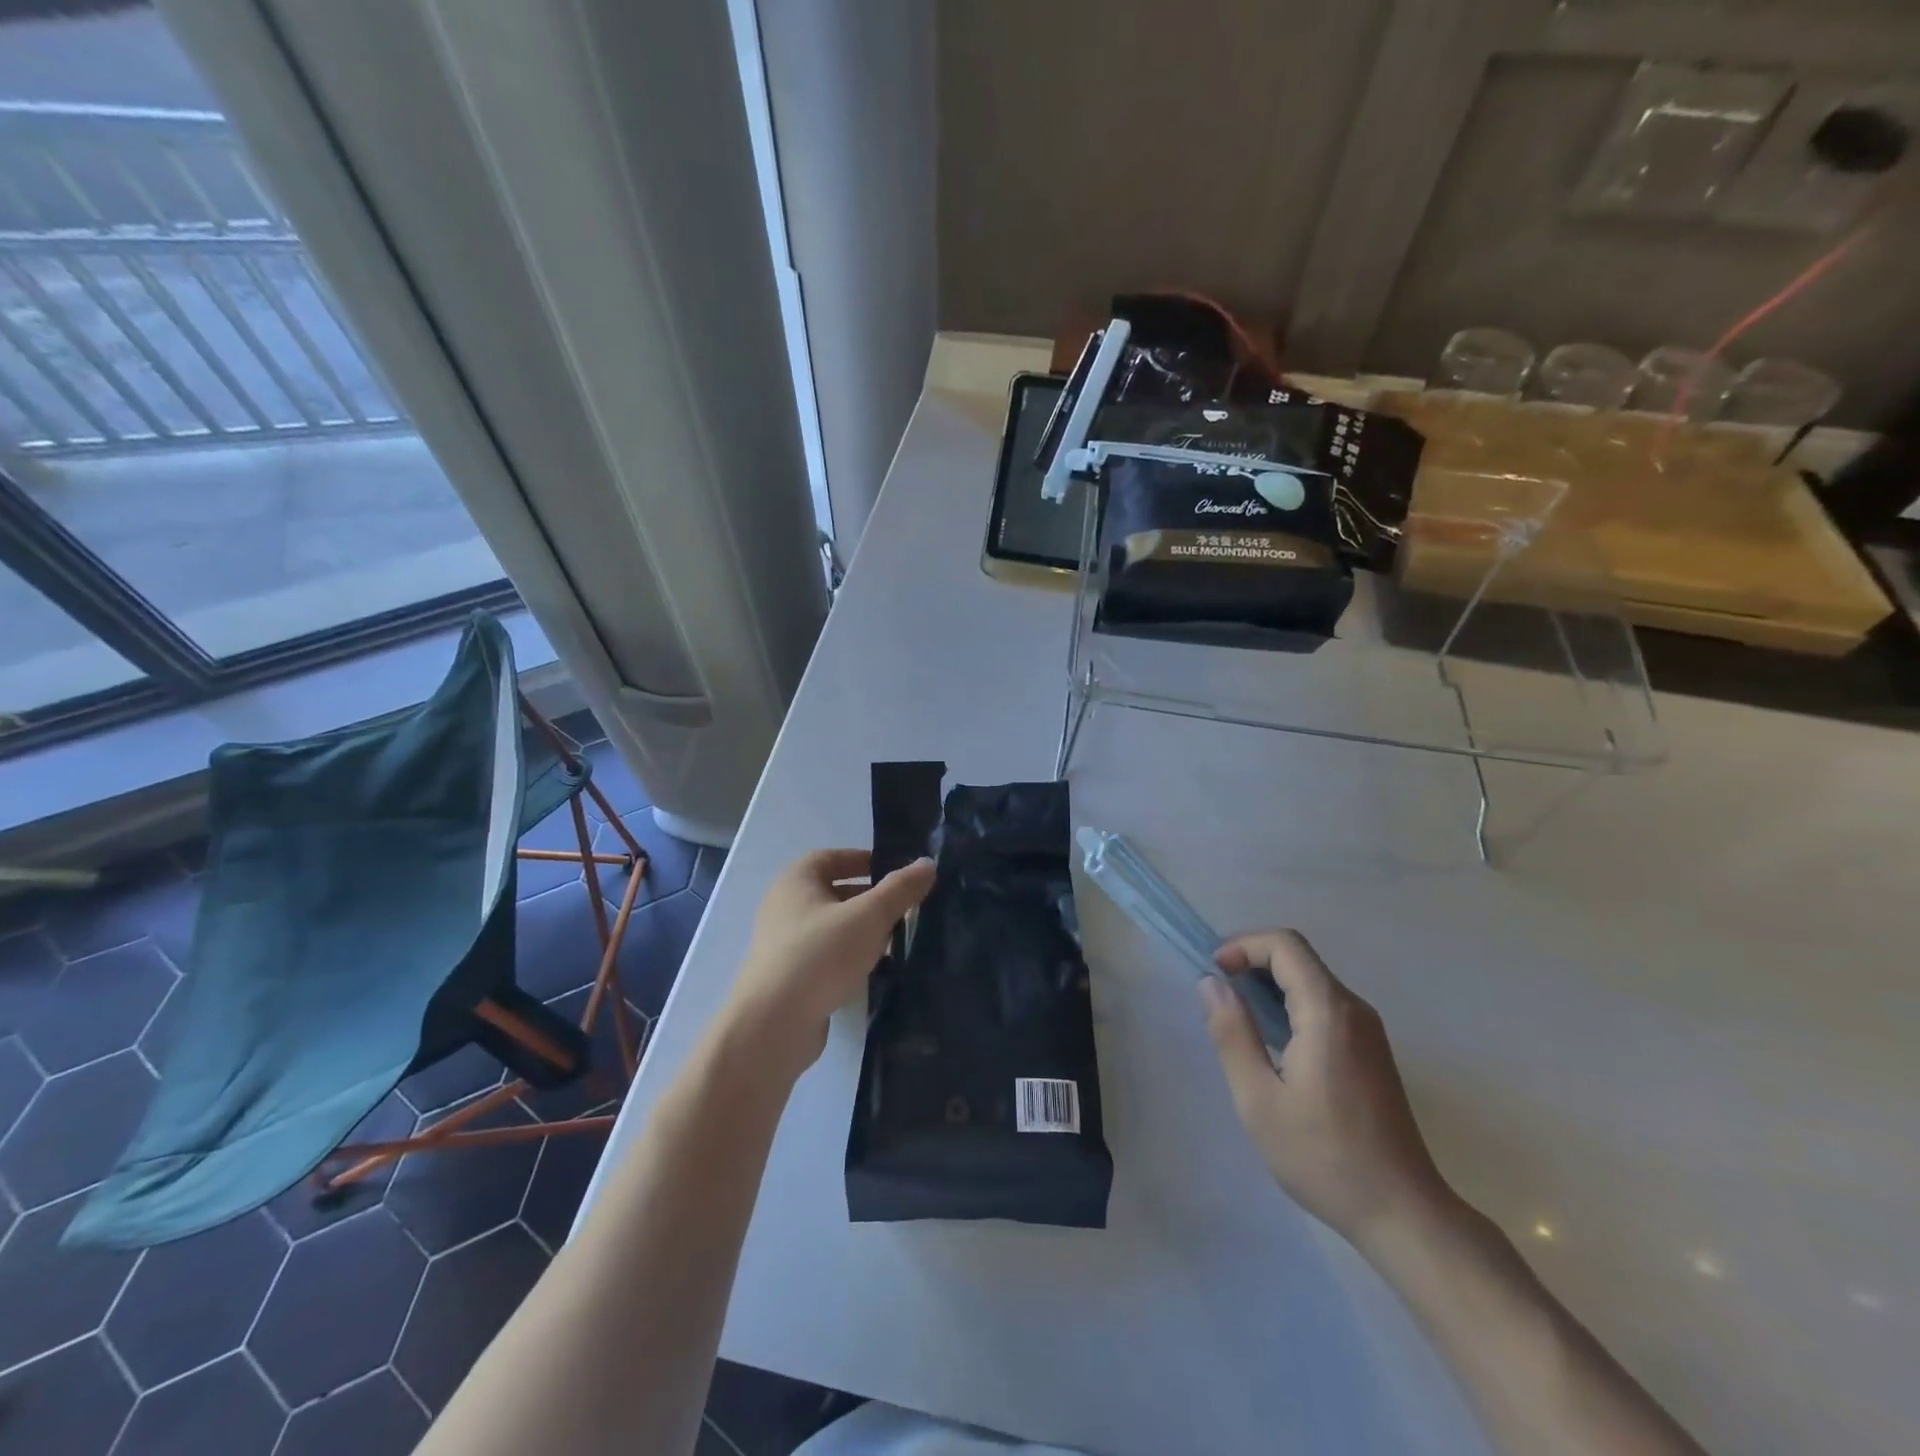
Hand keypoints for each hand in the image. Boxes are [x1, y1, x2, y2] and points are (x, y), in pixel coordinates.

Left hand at [719, 849, 935, 1079]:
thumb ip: (900, 889)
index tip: (896, 872)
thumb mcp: (869, 916)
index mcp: (796, 880)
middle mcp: (785, 906)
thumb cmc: (820, 955)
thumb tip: (928, 863)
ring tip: (896, 939)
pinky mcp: (790, 977)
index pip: (832, 858)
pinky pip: (826, 956)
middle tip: (905, 907)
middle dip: (870, 898)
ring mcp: (784, 944)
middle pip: (834, 892)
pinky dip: (850, 957)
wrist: (773, 1025)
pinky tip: (873, 970)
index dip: (863, 860)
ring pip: (832, 927)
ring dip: (862, 930)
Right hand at [1200, 930, 1451, 1248]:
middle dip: (1252, 961)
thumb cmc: (1324, 1157)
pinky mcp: (1371, 1051)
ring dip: (1270, 984)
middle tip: (1218, 994)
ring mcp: (1368, 1031)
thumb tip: (1211, 983)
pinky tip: (1273, 1041)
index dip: (1243, 945)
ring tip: (1238, 1017)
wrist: (1404, 1214)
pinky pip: (1325, 1004)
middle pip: (1299, 957)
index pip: (1285, 945)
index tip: (1214, 973)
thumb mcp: (1259, 1099)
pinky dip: (1290, 1003)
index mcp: (1328, 1013)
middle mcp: (1354, 1010)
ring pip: (1312, 980)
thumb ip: (1232, 1034)